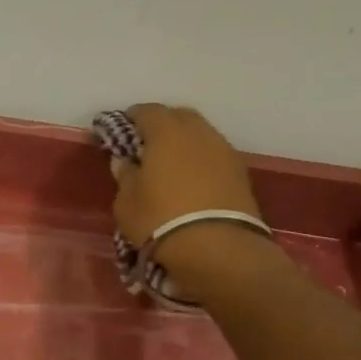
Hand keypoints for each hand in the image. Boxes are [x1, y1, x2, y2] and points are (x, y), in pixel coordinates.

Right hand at [111, 103, 266, 291]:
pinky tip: (191, 178)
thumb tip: (125, 161)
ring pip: (200, 134)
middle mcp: (198, 133)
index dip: (131, 118)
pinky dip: (200, 159)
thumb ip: (125, 176)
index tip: (120, 130)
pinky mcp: (240, 172)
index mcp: (166, 133)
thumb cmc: (160, 220)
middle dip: (161, 124)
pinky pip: (214, 154)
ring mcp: (224, 151)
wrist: (218, 248)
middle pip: (179, 116)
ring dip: (184, 142)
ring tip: (170, 163)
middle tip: (146, 144)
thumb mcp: (127, 202)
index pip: (146, 111)